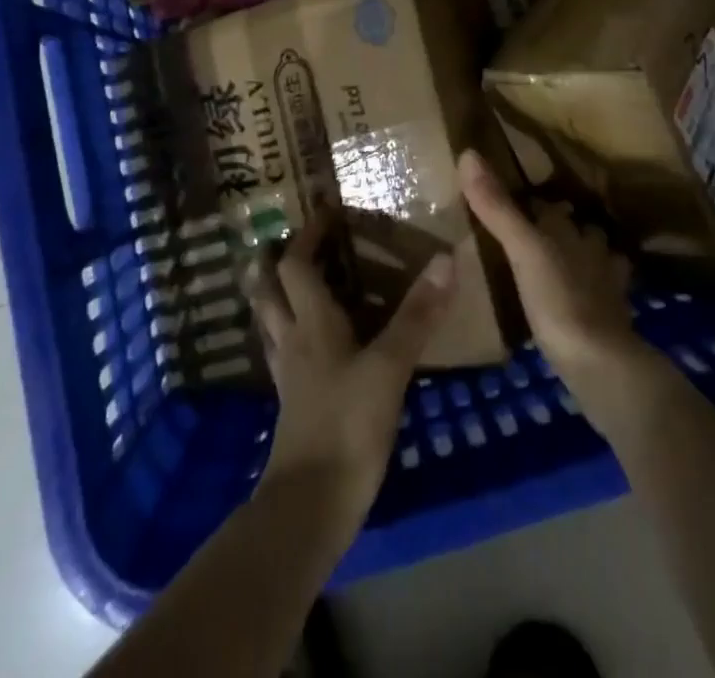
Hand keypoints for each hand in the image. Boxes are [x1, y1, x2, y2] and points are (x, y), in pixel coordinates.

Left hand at [248, 217, 453, 521]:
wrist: (311, 504)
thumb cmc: (348, 424)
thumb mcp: (390, 366)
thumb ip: (417, 314)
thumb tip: (444, 259)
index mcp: (311, 322)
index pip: (297, 264)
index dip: (307, 234)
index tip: (323, 209)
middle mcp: (292, 339)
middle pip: (269, 289)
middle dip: (273, 260)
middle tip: (286, 239)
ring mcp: (288, 373)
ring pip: (270, 319)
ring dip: (274, 293)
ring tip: (286, 278)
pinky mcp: (292, 402)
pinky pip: (282, 351)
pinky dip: (287, 331)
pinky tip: (304, 341)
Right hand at [458, 149, 651, 411]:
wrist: (600, 363)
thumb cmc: (557, 298)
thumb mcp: (520, 249)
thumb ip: (496, 207)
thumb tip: (468, 153)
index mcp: (568, 230)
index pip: (550, 206)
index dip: (534, 204)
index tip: (514, 206)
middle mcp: (591, 249)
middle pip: (578, 229)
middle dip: (563, 229)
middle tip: (534, 237)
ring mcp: (607, 285)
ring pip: (597, 259)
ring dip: (584, 258)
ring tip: (560, 267)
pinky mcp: (613, 319)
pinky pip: (604, 296)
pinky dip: (595, 294)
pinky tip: (582, 303)